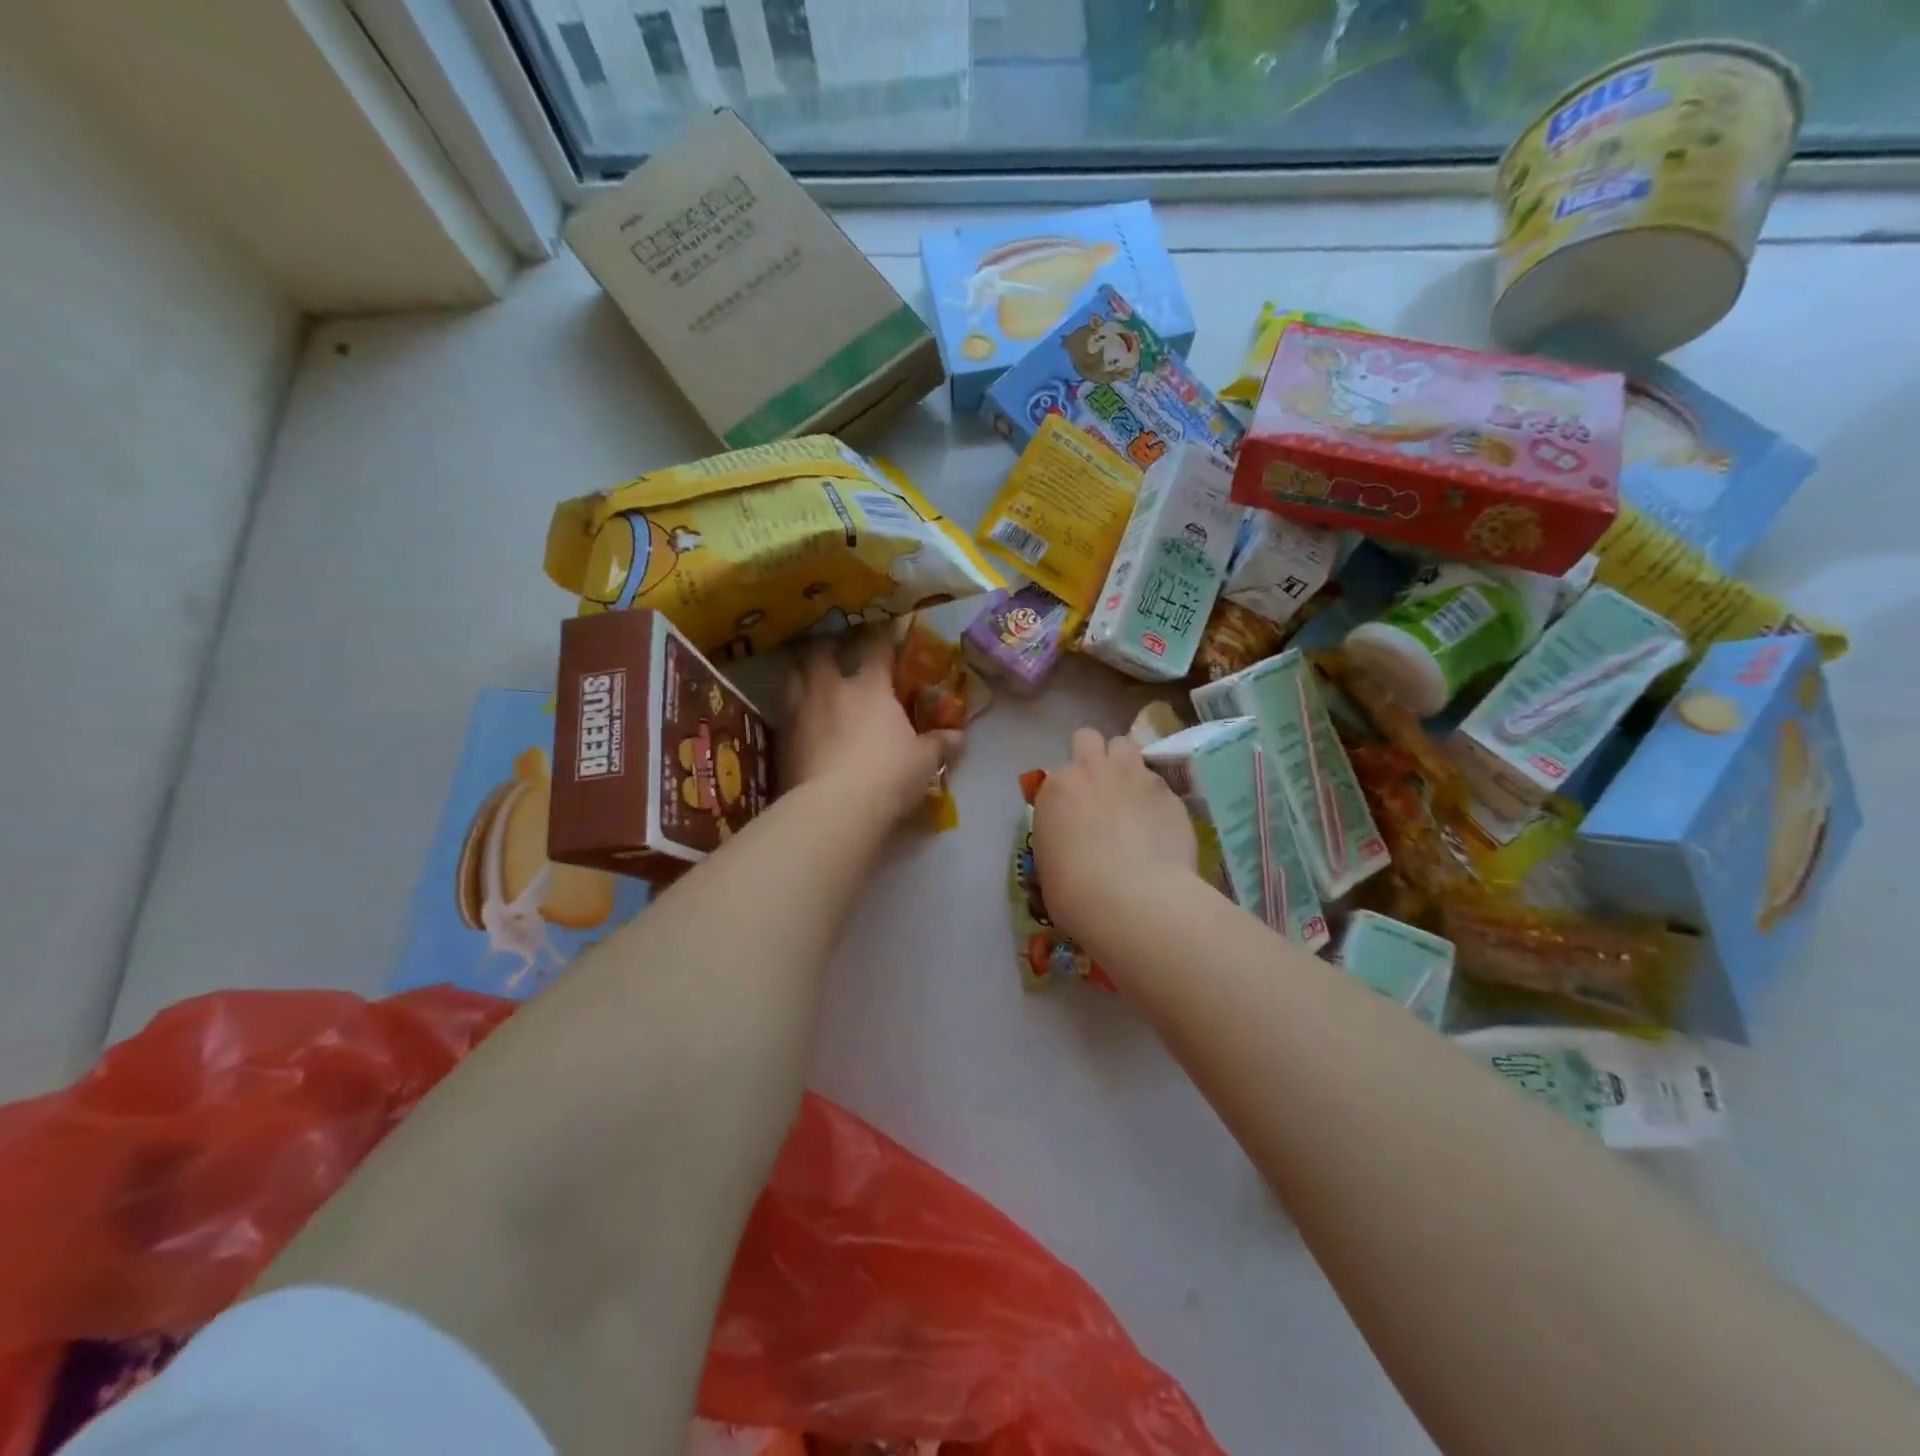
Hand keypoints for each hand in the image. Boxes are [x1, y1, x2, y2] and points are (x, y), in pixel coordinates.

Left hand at [781, 631, 961, 821]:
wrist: (834, 809)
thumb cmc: (888, 776)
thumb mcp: (924, 762)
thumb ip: (940, 744)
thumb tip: (958, 736)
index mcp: (869, 687)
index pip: (875, 647)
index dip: (882, 637)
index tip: (886, 632)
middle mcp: (830, 689)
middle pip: (820, 651)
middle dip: (828, 646)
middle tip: (835, 649)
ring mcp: (800, 711)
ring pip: (793, 676)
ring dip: (803, 674)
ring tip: (812, 680)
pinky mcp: (780, 739)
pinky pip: (784, 712)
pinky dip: (793, 710)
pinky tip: (800, 721)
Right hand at [1032, 728, 1197, 944]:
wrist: (1136, 901)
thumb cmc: (1077, 894)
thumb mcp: (1049, 866)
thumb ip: (1059, 836)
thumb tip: (1071, 838)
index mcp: (1056, 789)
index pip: (1057, 772)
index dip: (1067, 791)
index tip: (1072, 813)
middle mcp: (1092, 771)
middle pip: (1089, 738)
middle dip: (1093, 756)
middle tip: (1099, 787)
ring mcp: (1135, 776)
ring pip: (1127, 747)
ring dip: (1125, 766)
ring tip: (1131, 797)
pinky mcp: (1170, 792)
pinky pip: (1159, 783)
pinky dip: (1155, 798)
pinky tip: (1159, 827)